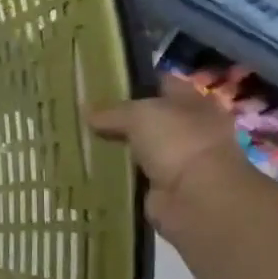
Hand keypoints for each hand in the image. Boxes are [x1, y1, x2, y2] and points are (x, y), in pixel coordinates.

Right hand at [90, 77, 246, 227]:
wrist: (196, 197)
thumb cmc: (177, 141)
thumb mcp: (139, 115)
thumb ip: (112, 112)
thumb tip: (87, 113)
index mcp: (192, 102)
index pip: (161, 84)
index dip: (134, 82)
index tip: (101, 83)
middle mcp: (188, 129)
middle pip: (148, 118)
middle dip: (119, 118)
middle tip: (83, 115)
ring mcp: (176, 160)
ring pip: (138, 147)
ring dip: (116, 147)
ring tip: (80, 141)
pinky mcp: (161, 187)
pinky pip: (132, 174)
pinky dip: (116, 174)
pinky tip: (90, 168)